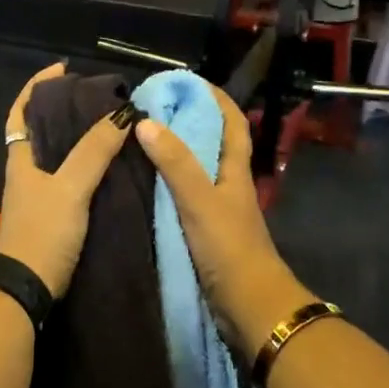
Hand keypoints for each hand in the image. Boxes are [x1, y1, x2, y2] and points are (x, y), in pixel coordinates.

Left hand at [0, 62, 129, 298]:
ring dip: (77, 138)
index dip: (36, 86)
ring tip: (109, 125)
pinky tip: (109, 167)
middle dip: (63, 110)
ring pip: (56, 156)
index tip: (61, 68)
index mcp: (21, 159)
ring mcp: (38, 196)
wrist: (26, 288)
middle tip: (97, 97)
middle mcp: (26, 173)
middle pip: (40, 130)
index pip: (22, 112)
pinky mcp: (52, 216)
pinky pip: (69, 179)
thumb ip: (94, 152)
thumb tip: (121, 114)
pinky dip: (86, 166)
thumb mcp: (71, 187)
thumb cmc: (43, 232)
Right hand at [133, 84, 314, 361]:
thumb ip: (175, 163)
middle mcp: (229, 185)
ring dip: (175, 154)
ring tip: (141, 141)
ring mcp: (218, 211)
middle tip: (151, 110)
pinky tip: (144, 187)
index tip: (186, 82)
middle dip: (189, 122)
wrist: (248, 305)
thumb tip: (145, 121)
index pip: (232, 122)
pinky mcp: (206, 233)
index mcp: (235, 171)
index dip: (215, 98)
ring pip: (197, 172)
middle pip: (213, 144)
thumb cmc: (228, 248)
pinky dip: (168, 186)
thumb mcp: (199, 200)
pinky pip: (184, 198)